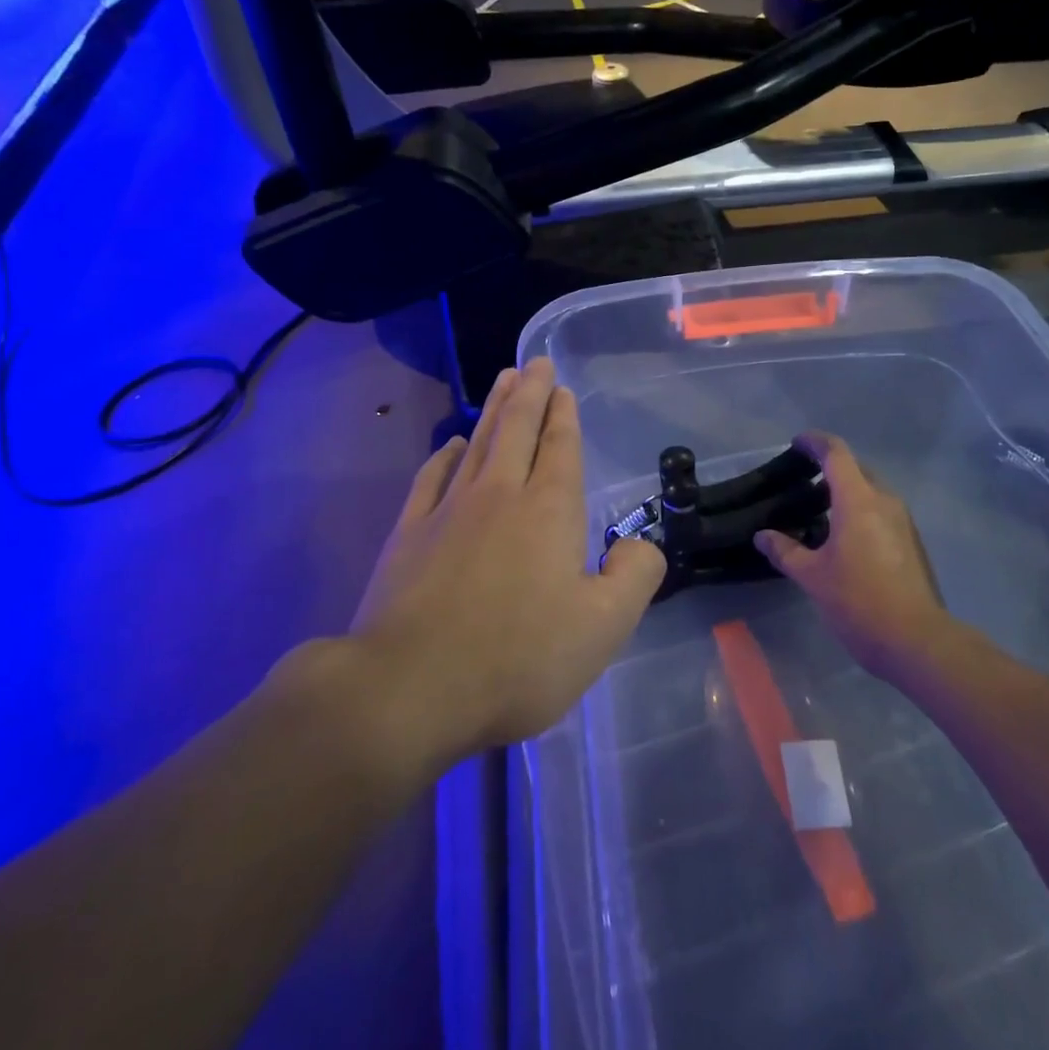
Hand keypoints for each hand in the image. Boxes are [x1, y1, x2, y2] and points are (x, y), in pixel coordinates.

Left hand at [351, 358, 665, 763]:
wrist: (410, 688)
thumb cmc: (518, 659)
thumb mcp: (604, 628)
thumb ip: (635, 576)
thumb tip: (639, 545)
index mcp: (549, 512)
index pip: (560, 448)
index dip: (563, 415)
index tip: (561, 386)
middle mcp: (500, 496)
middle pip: (517, 430)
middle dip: (529, 393)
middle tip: (533, 361)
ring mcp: (448, 512)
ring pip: (477, 445)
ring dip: (494, 410)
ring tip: (503, 380)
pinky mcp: (408, 535)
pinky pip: (431, 479)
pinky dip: (444, 456)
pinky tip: (451, 445)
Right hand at [754, 432, 953, 677]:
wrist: (917, 640)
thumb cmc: (858, 602)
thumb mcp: (813, 577)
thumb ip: (785, 551)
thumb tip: (763, 536)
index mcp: (858, 500)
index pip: (836, 454)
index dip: (815, 442)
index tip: (797, 442)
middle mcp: (885, 501)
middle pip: (857, 469)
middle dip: (831, 468)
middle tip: (803, 480)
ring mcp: (903, 522)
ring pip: (871, 492)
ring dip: (847, 492)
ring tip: (820, 511)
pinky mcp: (912, 542)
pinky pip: (881, 512)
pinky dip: (860, 511)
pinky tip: (844, 538)